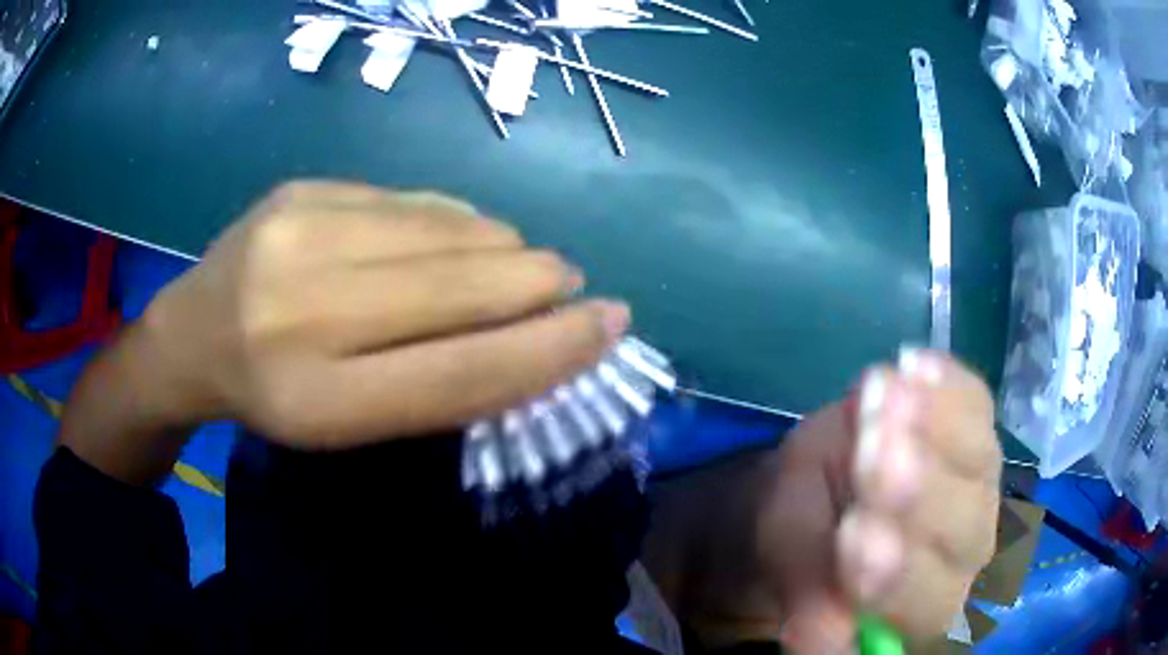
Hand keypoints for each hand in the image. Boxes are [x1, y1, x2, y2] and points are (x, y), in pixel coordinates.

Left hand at [141, 181, 629, 448]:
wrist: (191, 335)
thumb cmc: (275, 398)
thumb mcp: (349, 424)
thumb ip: (438, 382)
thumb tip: (537, 329)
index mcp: (318, 403)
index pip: (461, 373)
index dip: (550, 350)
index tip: (610, 325)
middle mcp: (303, 314)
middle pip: (461, 290)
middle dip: (539, 284)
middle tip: (570, 283)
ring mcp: (297, 234)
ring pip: (445, 231)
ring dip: (501, 248)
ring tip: (511, 263)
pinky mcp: (301, 188)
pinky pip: (411, 199)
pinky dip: (454, 220)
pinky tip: (454, 237)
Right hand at [764, 350, 1000, 651]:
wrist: (825, 487)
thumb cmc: (802, 538)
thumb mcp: (792, 565)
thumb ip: (813, 597)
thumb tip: (819, 642)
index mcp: (919, 607)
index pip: (925, 602)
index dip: (897, 574)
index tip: (852, 536)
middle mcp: (965, 553)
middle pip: (968, 531)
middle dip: (921, 494)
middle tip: (870, 452)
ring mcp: (978, 483)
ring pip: (979, 460)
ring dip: (933, 428)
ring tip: (878, 396)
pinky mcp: (975, 425)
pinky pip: (974, 401)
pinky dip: (946, 382)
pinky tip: (913, 365)